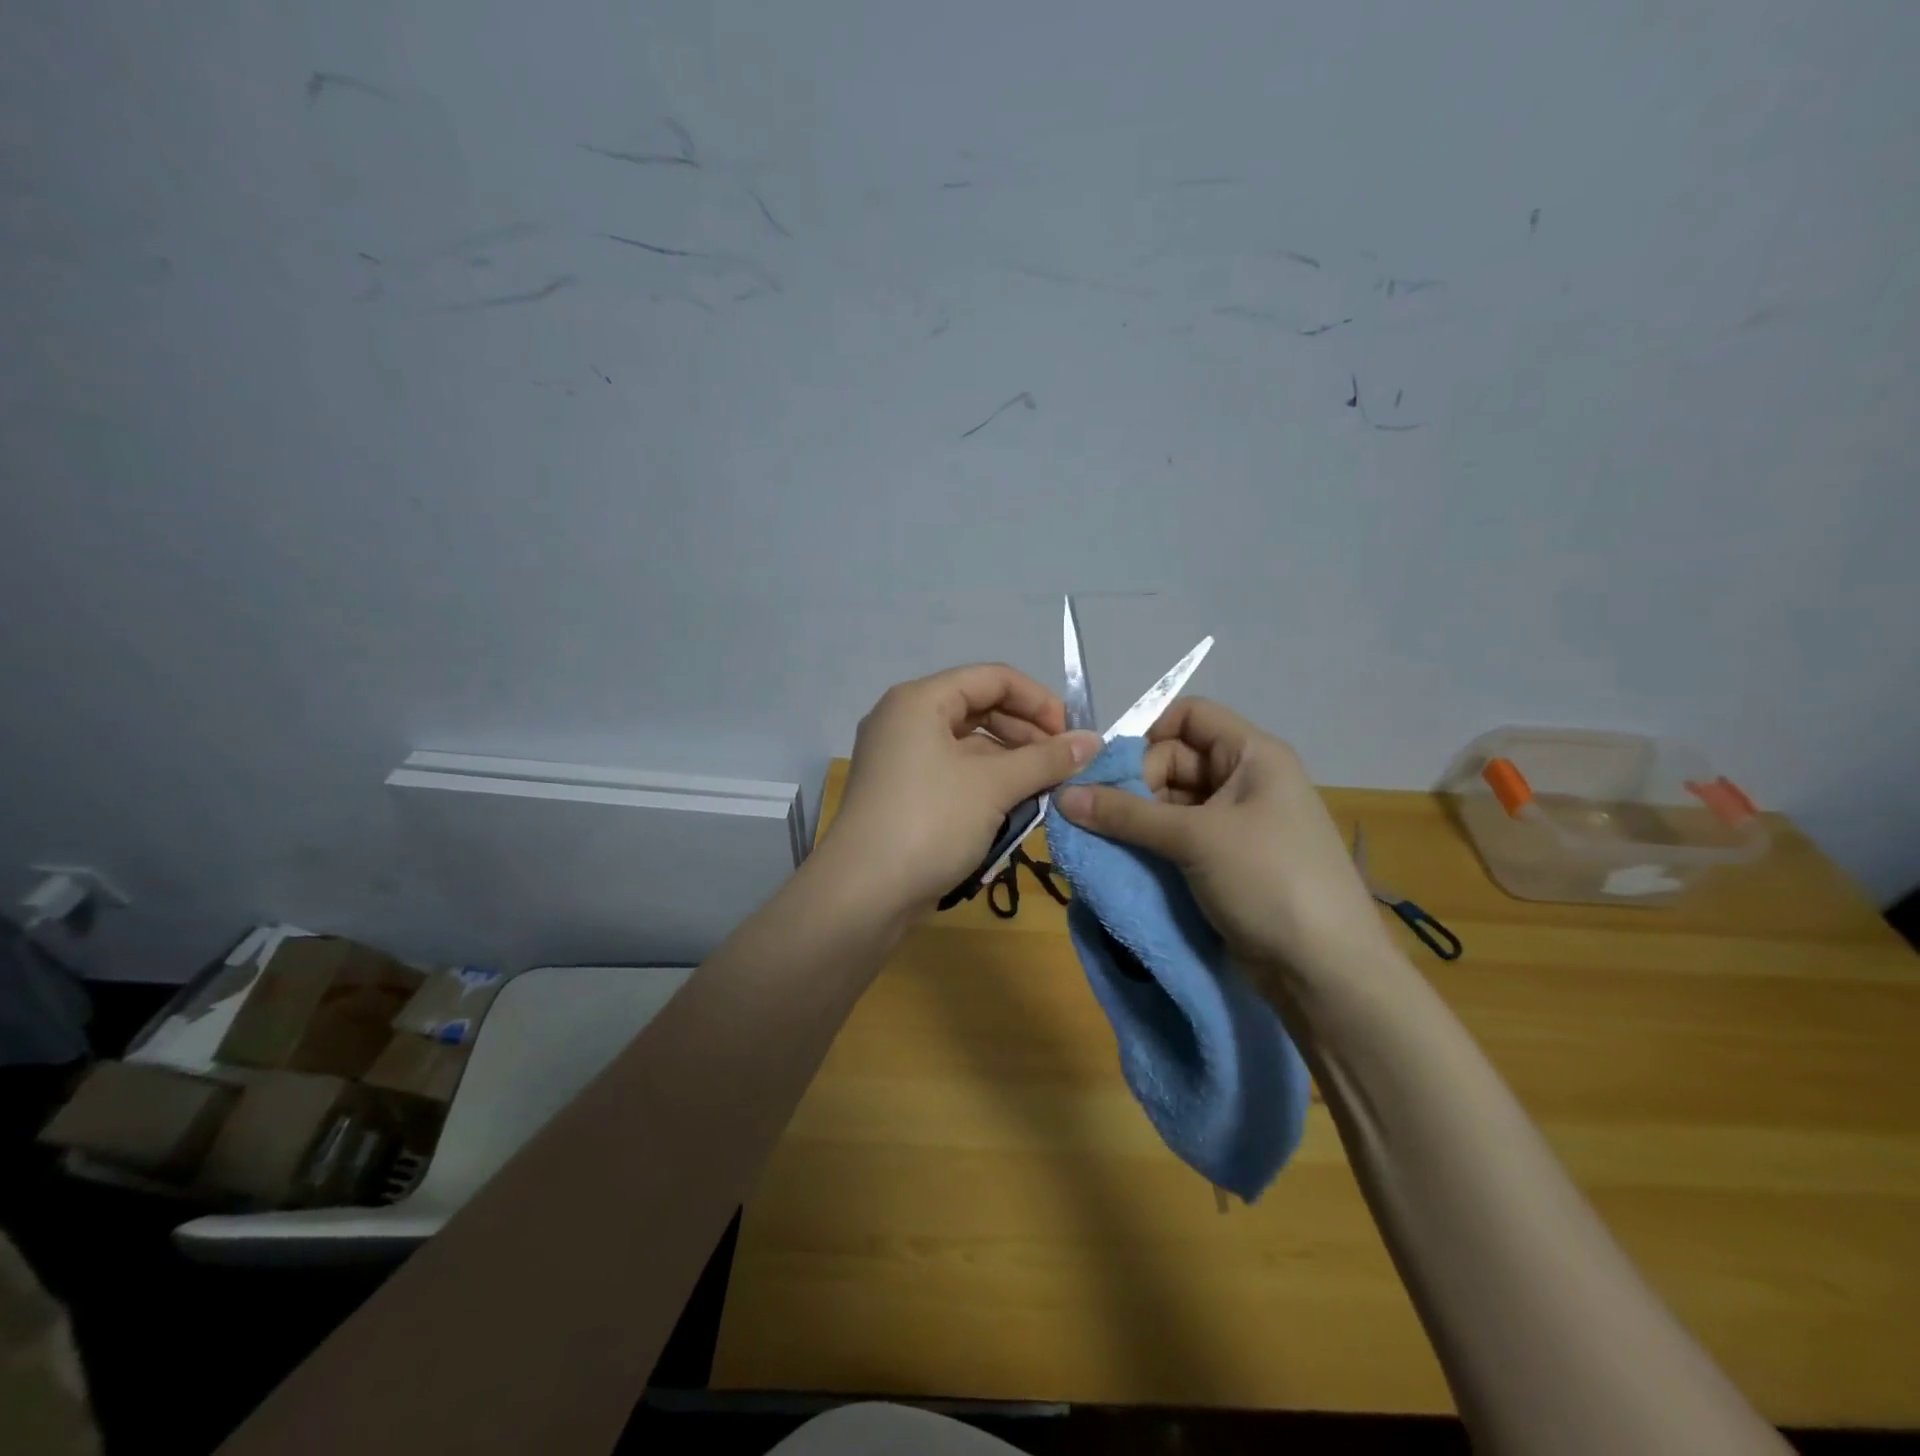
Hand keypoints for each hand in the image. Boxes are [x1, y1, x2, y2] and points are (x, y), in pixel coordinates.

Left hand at [825, 664, 1102, 918]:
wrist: (863, 894)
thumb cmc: (930, 822)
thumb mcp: (994, 786)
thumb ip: (1047, 759)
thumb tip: (1094, 742)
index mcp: (920, 701)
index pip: (993, 678)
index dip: (1039, 701)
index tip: (1072, 736)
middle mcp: (905, 720)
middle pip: (980, 709)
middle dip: (1027, 735)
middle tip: (1063, 767)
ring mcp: (900, 759)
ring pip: (969, 747)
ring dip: (1011, 765)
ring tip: (1045, 792)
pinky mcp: (903, 793)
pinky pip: (954, 774)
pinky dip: (987, 786)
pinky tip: (1015, 811)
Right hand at [1055, 698, 1387, 977]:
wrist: (1325, 971)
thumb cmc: (1269, 880)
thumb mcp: (1195, 838)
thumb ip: (1125, 814)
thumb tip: (1061, 795)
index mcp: (1253, 755)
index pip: (1191, 716)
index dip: (1148, 731)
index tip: (1108, 768)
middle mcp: (1246, 779)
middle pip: (1175, 759)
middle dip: (1133, 782)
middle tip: (1096, 813)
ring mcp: (1237, 822)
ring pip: (1172, 801)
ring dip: (1136, 816)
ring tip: (1098, 837)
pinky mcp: (1227, 859)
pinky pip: (1179, 835)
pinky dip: (1150, 841)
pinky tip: (1120, 856)